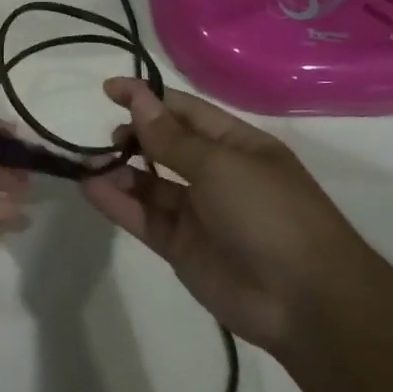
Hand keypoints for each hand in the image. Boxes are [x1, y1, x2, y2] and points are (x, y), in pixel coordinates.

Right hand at [80, 79, 361, 352]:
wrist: (305, 302)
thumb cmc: (270, 214)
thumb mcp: (220, 165)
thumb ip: (171, 138)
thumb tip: (138, 99)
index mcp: (238, 145)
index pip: (185, 111)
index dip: (148, 98)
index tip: (108, 89)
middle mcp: (216, 174)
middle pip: (165, 146)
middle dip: (134, 135)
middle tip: (110, 138)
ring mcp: (198, 212)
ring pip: (149, 184)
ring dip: (119, 170)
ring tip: (87, 162)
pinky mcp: (180, 247)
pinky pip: (143, 217)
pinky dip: (117, 203)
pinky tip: (91, 188)